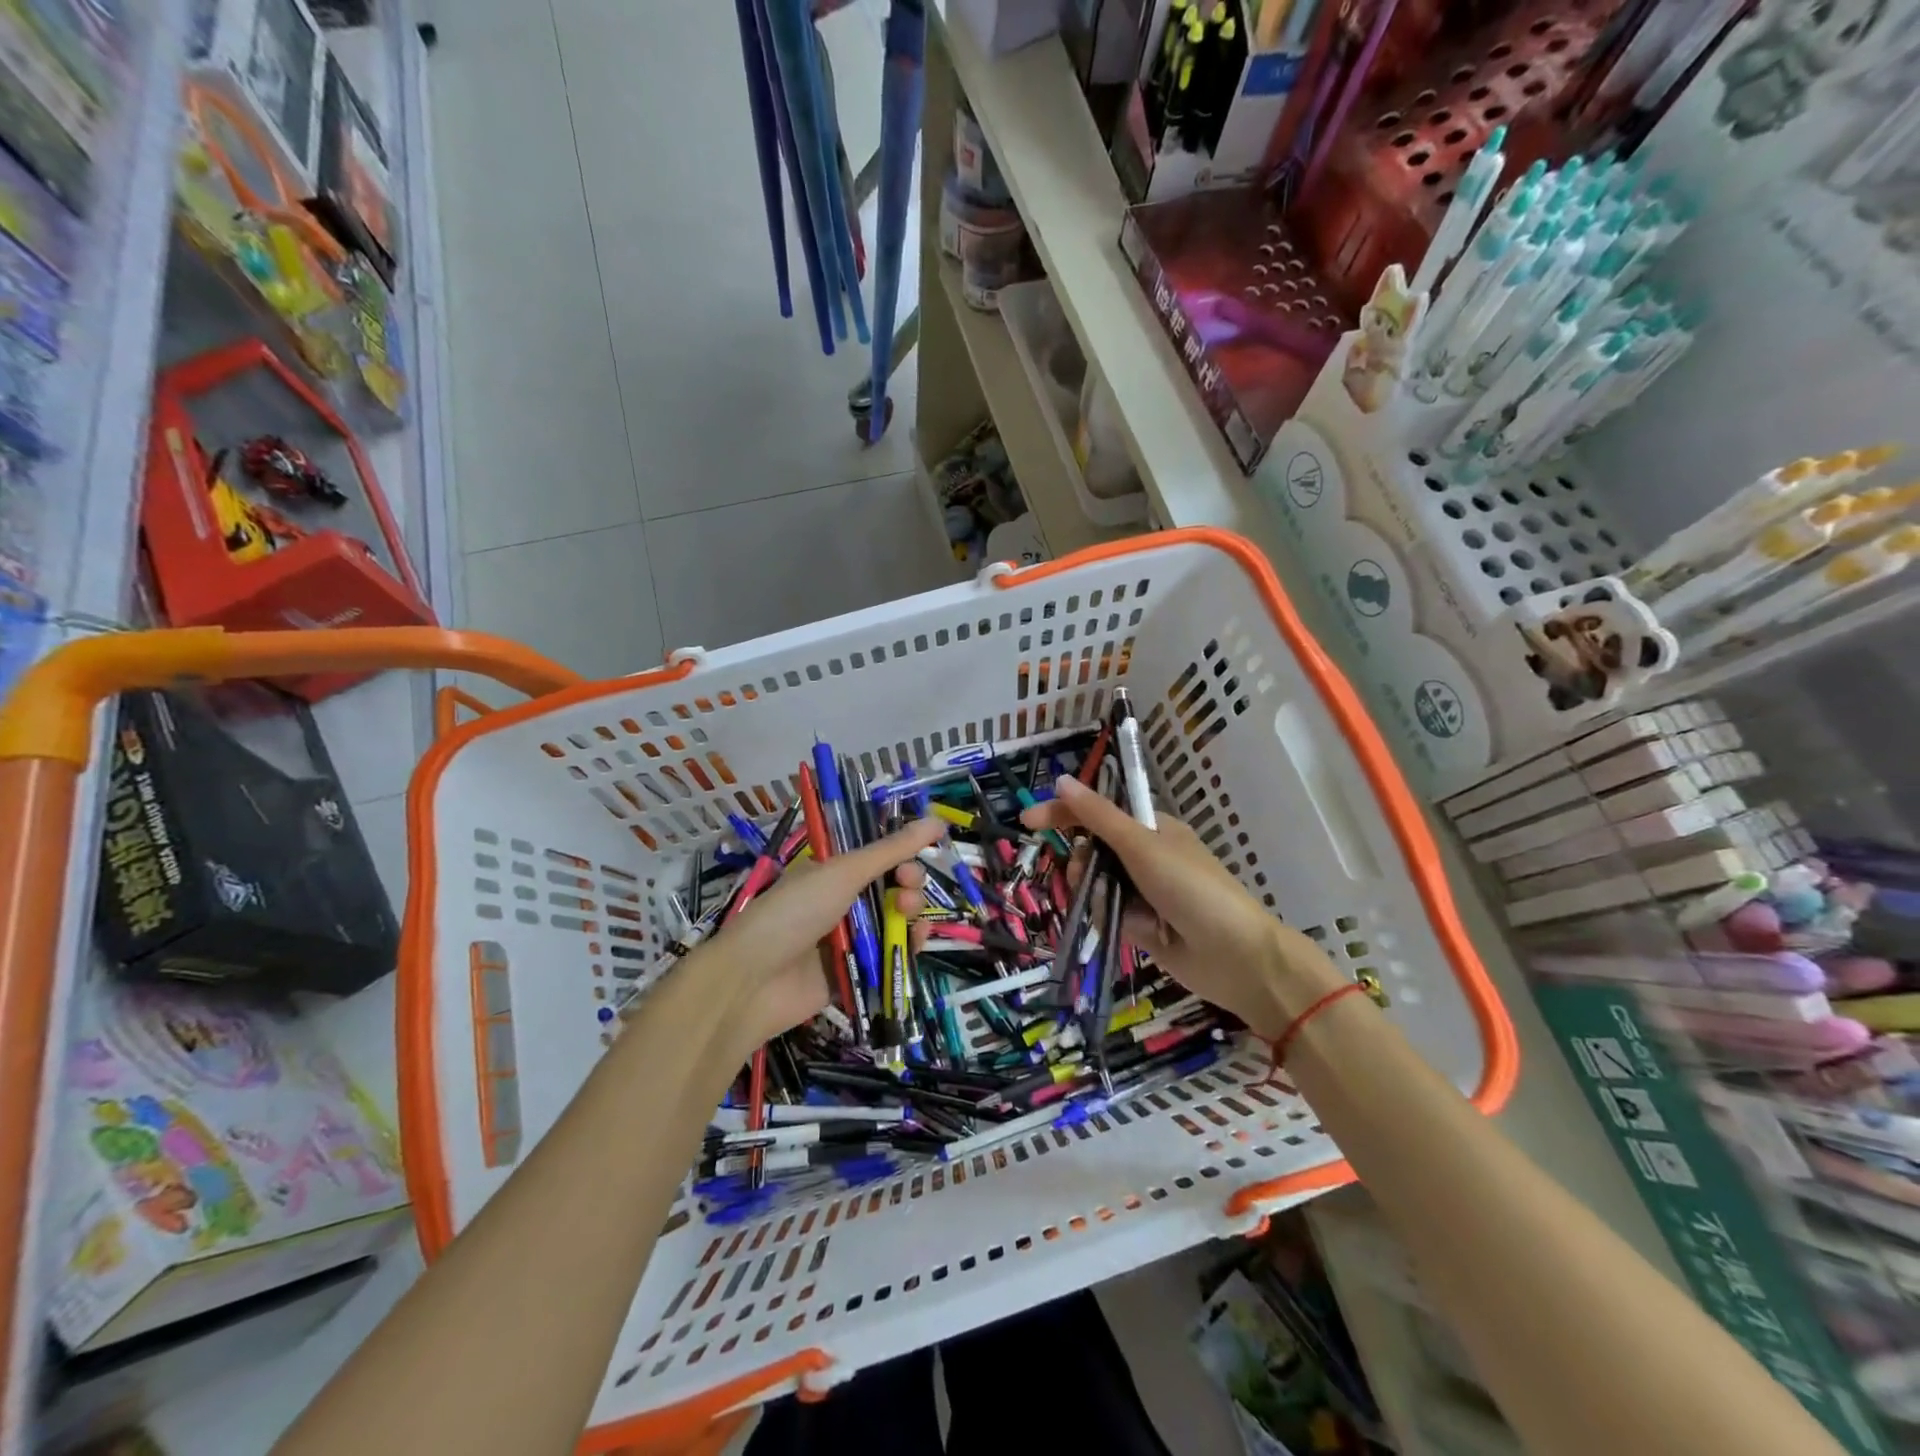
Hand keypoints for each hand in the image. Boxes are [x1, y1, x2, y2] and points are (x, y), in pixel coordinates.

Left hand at [692, 817, 943, 1055]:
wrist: (752, 981)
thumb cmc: (794, 913)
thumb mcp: (843, 873)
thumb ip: (891, 850)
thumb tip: (937, 819)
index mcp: (830, 872)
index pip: (877, 857)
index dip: (900, 855)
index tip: (914, 858)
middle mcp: (839, 903)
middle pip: (890, 888)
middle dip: (908, 883)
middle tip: (908, 888)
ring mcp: (846, 940)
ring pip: (893, 922)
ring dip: (910, 913)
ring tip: (908, 915)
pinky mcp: (853, 974)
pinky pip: (888, 957)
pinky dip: (906, 947)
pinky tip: (916, 940)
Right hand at [1022, 775, 1343, 1037]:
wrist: (1234, 956)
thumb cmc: (1191, 887)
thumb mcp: (1142, 845)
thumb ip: (1098, 816)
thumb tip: (1062, 780)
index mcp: (1150, 829)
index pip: (1096, 812)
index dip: (1062, 813)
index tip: (1027, 822)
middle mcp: (1144, 857)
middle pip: (1091, 850)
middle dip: (1082, 862)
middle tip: (1085, 872)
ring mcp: (1142, 892)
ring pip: (1094, 884)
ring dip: (1095, 892)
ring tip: (1114, 905)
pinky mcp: (1139, 925)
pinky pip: (1106, 913)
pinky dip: (1110, 918)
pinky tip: (1132, 928)